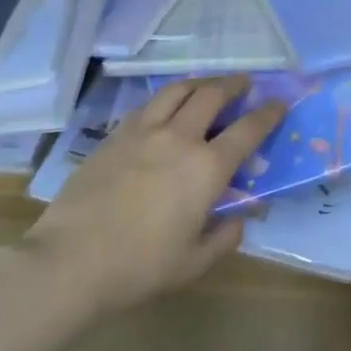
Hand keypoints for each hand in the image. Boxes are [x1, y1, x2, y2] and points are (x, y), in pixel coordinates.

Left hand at [21, 76, 286, 312]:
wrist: (71, 260)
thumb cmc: (140, 267)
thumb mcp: (194, 263)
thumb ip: (224, 238)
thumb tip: (239, 219)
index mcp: (207, 168)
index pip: (248, 130)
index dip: (268, 114)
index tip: (279, 103)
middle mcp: (179, 138)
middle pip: (212, 96)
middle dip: (234, 85)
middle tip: (245, 83)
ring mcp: (143, 132)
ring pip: (177, 91)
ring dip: (199, 83)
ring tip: (207, 85)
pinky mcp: (114, 136)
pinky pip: (147, 105)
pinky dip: (165, 99)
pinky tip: (165, 106)